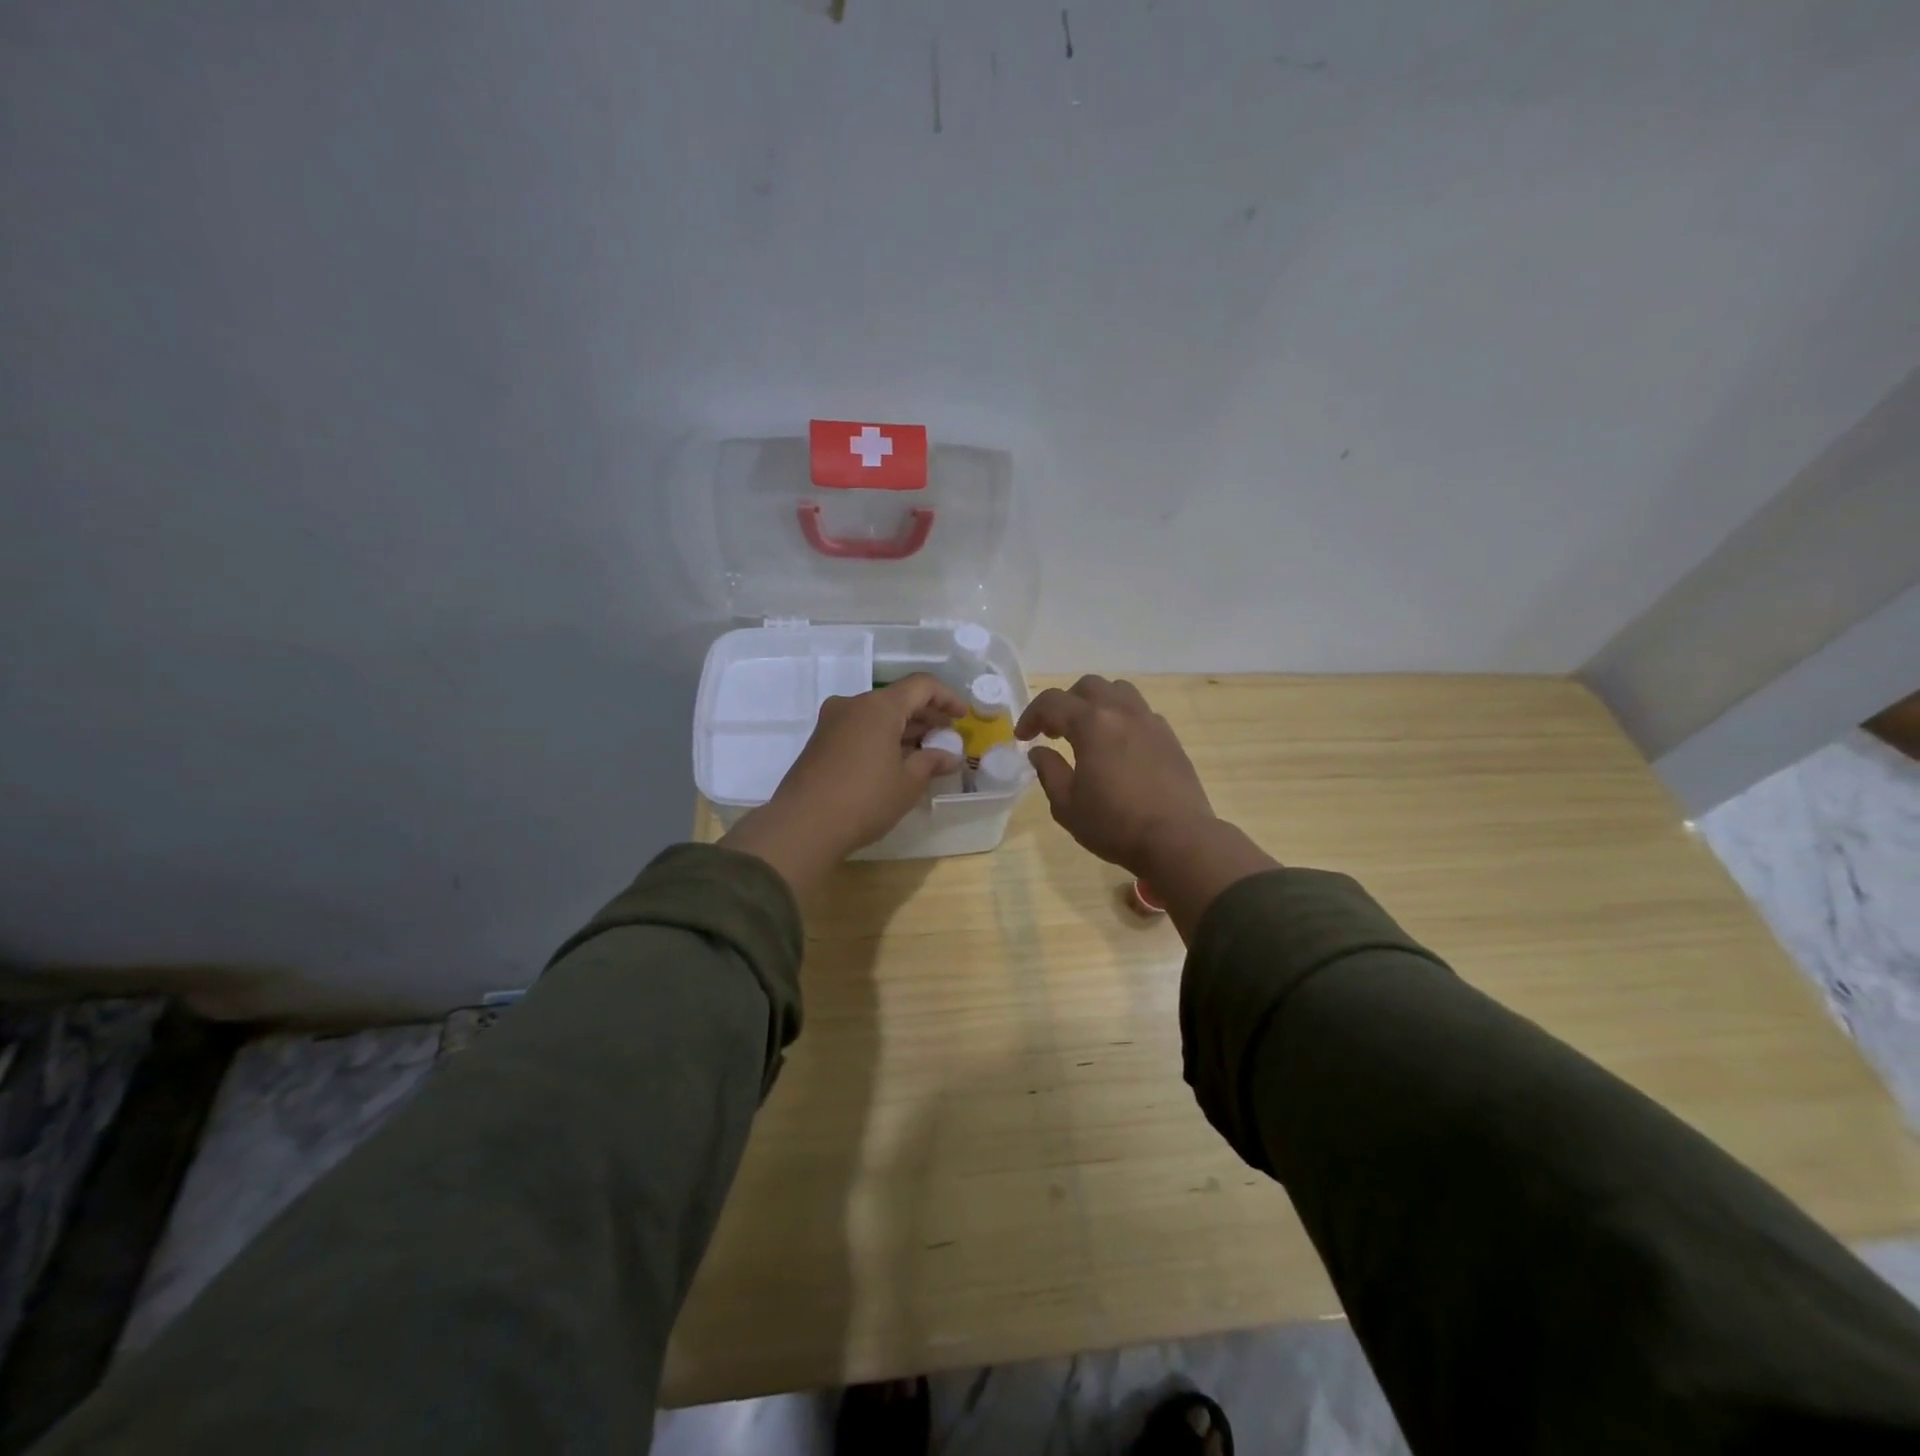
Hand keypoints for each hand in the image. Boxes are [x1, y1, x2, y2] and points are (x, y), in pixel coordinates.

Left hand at [720, 674, 964, 896]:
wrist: (803, 825)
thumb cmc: (865, 799)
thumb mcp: (908, 783)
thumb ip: (931, 762)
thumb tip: (949, 756)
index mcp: (879, 706)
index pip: (921, 686)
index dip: (947, 697)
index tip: (962, 716)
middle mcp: (853, 704)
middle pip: (897, 698)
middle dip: (926, 715)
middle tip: (947, 735)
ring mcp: (832, 722)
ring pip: (877, 715)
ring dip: (904, 728)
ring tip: (926, 750)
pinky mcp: (820, 741)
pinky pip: (859, 728)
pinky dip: (882, 737)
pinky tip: (896, 760)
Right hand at [1018, 676, 1278, 938]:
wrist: (1177, 839)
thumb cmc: (1115, 824)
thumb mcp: (1067, 805)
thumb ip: (1049, 771)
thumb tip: (1039, 751)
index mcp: (1092, 723)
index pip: (1052, 702)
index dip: (1031, 715)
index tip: (1023, 738)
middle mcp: (1122, 712)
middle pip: (1087, 687)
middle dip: (1064, 703)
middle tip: (1054, 732)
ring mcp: (1150, 721)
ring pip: (1119, 691)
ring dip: (1096, 703)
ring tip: (1088, 731)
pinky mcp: (1169, 737)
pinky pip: (1140, 712)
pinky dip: (1121, 718)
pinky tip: (1118, 747)